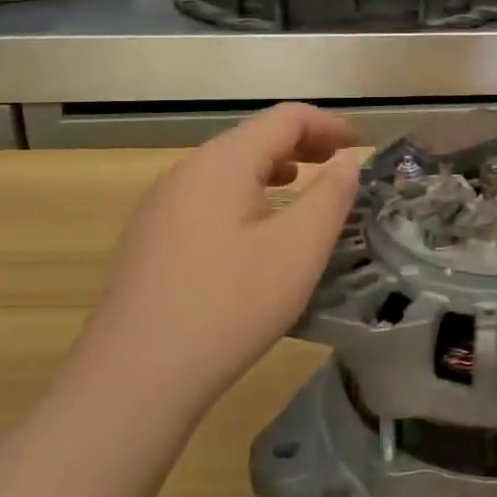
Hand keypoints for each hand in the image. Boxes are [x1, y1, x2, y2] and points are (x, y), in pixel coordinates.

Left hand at [71, 104, 362, 413]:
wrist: (134, 379)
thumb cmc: (230, 304)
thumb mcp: (299, 248)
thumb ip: (331, 195)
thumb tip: (346, 161)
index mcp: (222, 161)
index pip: (284, 118)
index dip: (329, 124)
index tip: (362, 146)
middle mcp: (186, 171)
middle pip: (253, 138)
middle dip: (303, 145)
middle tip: (340, 166)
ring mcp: (161, 206)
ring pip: (229, 169)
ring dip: (274, 170)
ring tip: (303, 189)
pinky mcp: (150, 240)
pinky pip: (208, 198)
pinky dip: (246, 196)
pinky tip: (256, 231)